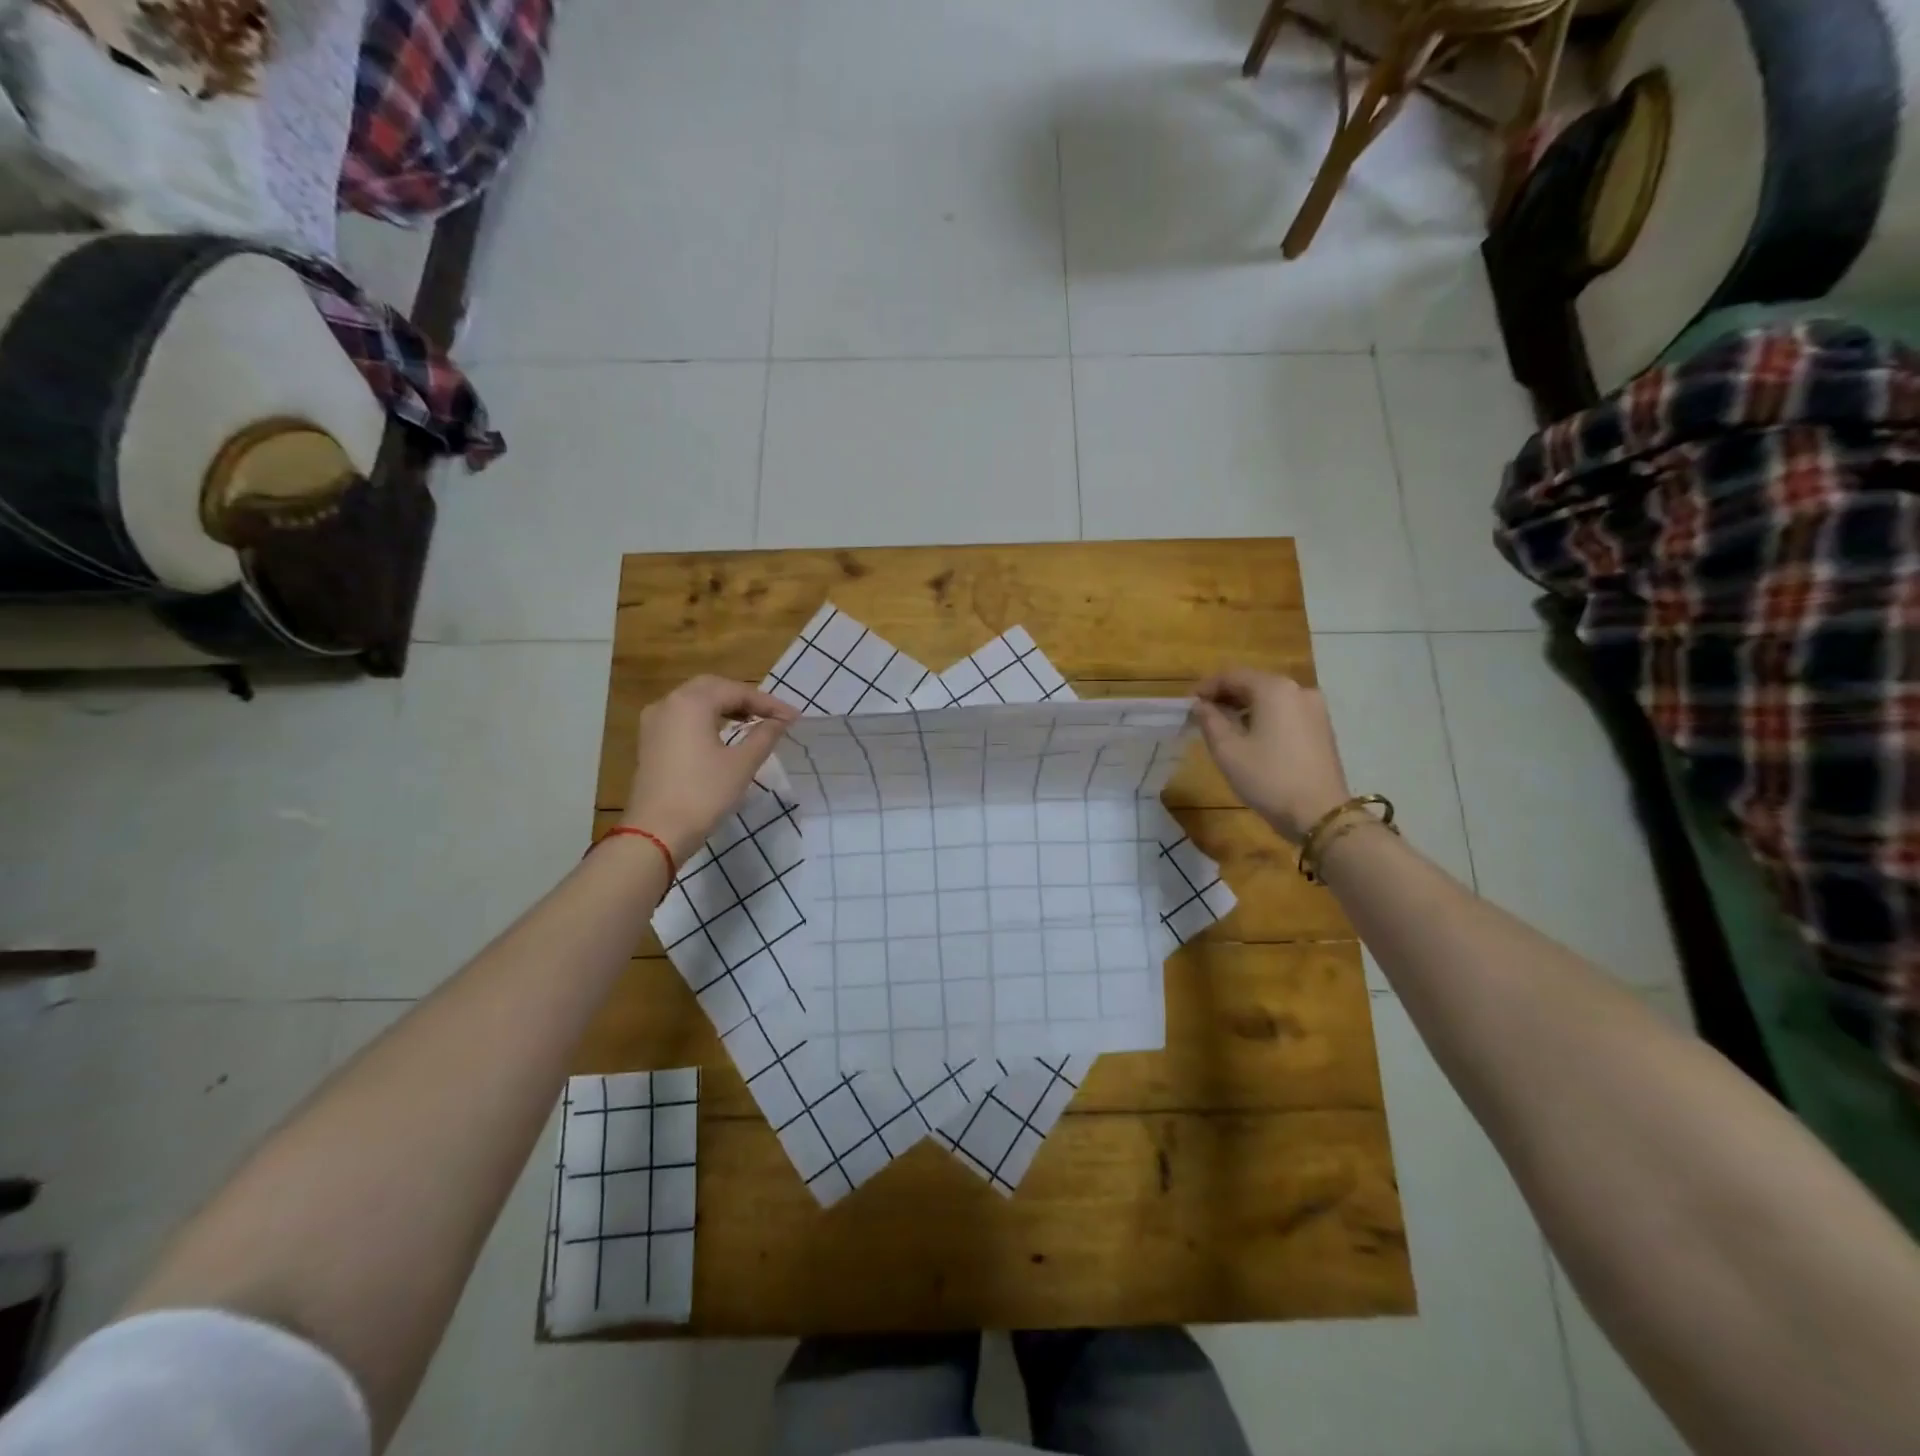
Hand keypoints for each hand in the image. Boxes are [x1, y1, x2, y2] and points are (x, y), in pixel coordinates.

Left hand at [622, 676, 799, 862]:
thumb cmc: (704, 794)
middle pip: (712, 688)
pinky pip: (682, 717)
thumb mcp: (742, 764)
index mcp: (691, 703)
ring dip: (724, 707)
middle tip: (772, 715)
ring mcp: (654, 722)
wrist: (657, 832)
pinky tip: (723, 733)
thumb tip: (780, 721)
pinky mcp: (650, 741)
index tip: (793, 718)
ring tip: (752, 722)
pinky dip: (706, 718)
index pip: (736, 691)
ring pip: (694, 701)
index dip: (768, 703)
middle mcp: (669, 703)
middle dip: (744, 698)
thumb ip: (764, 736)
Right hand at [1192, 668, 1351, 843]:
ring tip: (1223, 728)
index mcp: (1274, 689)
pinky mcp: (1322, 727)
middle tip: (1202, 715)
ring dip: (1244, 708)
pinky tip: (1250, 737)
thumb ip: (1210, 720)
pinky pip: (1285, 712)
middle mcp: (1298, 689)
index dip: (1206, 687)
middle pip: (1254, 683)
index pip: (1232, 675)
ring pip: (1270, 699)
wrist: (1319, 813)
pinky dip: (1264, 717)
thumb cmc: (1268, 778)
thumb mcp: (1227, 750)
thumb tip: (1200, 705)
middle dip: (1225, 696)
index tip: (1188, 704)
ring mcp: (1315, 708)